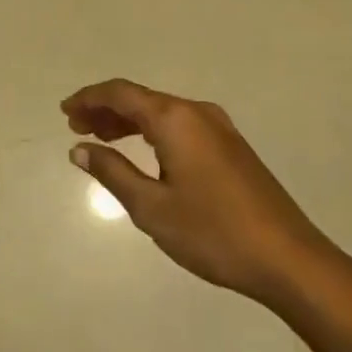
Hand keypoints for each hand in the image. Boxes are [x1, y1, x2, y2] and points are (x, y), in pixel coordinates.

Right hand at [62, 79, 330, 305]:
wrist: (287, 257)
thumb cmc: (213, 232)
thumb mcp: (151, 207)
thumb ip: (113, 172)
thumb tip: (80, 149)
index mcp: (175, 119)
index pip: (122, 93)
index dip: (89, 98)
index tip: (64, 111)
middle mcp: (197, 112)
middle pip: (142, 98)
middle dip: (106, 109)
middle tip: (75, 126)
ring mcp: (219, 128)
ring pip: (163, 112)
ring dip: (129, 121)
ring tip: (101, 139)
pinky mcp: (232, 146)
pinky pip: (181, 125)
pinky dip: (154, 132)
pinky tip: (143, 153)